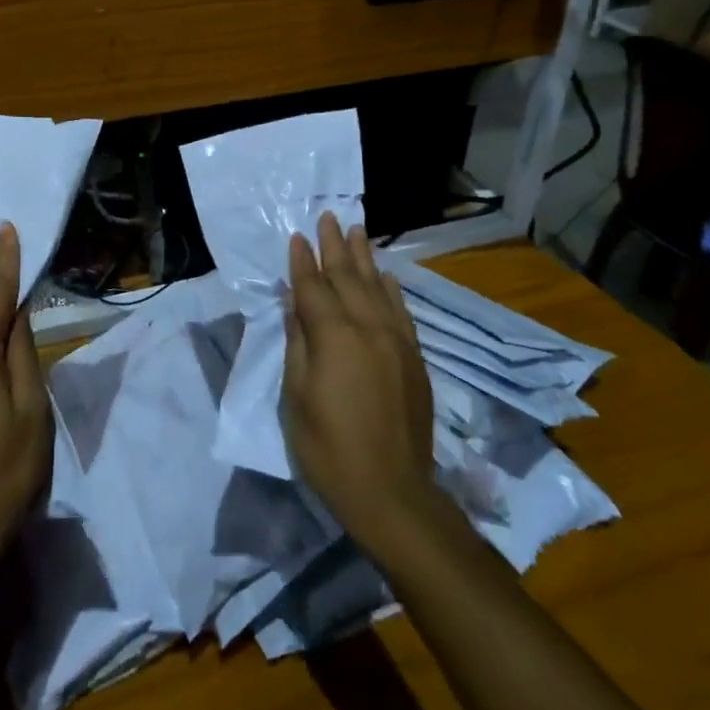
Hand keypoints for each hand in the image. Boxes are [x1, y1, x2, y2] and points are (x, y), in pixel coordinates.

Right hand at [282, 212, 437, 555]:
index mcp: (334, 337)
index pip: (313, 288)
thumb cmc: (328, 447)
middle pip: (348, 278)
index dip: (302, 262)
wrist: (391, 491)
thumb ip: (298, 343)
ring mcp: (396, 342)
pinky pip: (401, 312)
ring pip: (377, 288)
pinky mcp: (413, 359)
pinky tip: (385, 276)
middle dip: (334, 247)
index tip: (296, 236)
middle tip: (327, 217)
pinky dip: (391, 289)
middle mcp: (368, 329)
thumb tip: (295, 304)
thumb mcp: (297, 396)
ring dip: (364, 258)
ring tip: (356, 231)